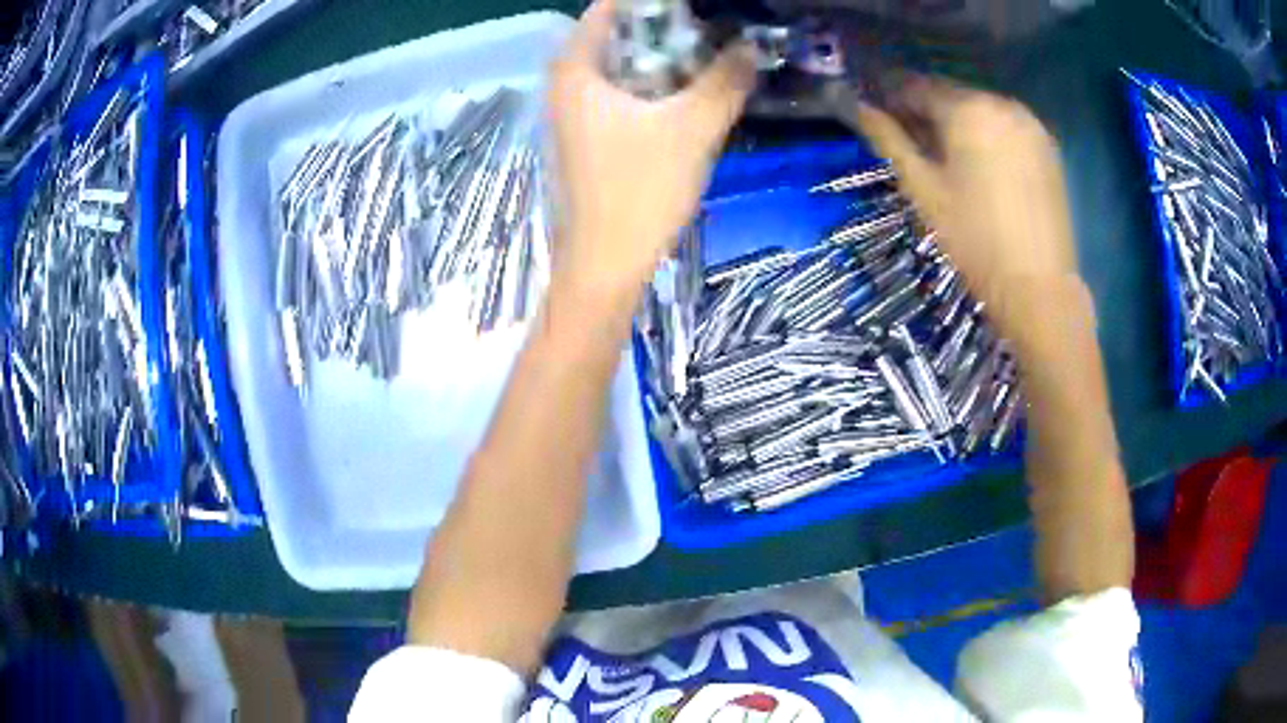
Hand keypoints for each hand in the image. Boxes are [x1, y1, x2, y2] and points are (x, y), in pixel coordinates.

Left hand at [546, 0, 755, 290]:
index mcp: (576, 70)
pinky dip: (652, 84)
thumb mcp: (692, 128)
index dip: (650, 1)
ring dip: (661, 55)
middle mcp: (566, 85)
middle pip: (614, 34)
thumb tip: (753, 46)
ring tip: (710, 48)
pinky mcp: (588, 138)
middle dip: (663, 25)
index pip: (608, 8)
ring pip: (619, 65)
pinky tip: (689, 90)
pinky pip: (621, 93)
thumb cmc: (639, 191)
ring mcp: (574, 114)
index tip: (694, 4)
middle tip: (711, 23)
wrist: (605, 266)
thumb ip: (725, 81)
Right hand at [853, 77, 1079, 339]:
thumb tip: (859, 107)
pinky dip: (987, 134)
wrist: (1039, 287)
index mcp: (967, 109)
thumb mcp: (923, 189)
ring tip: (947, 157)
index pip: (917, 86)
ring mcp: (1029, 123)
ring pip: (980, 109)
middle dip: (927, 110)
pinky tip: (980, 164)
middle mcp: (1001, 103)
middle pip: (951, 94)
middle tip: (912, 141)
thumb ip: (889, 140)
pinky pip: (1005, 126)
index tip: (879, 116)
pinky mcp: (1047, 146)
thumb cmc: (974, 240)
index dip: (892, 98)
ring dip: (958, 122)